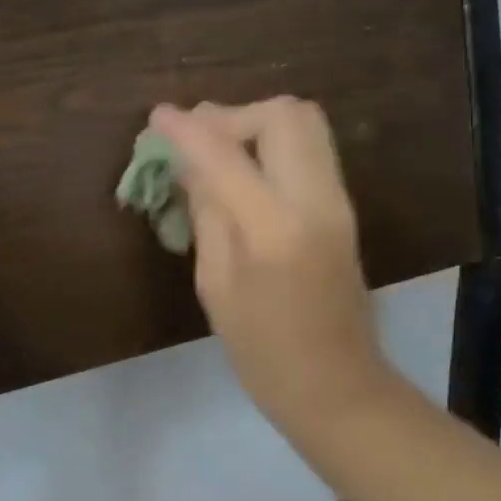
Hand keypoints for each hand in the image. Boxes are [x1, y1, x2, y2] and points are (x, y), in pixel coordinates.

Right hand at [149, 99, 387, 426]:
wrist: (339, 386)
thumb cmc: (263, 351)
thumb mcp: (216, 284)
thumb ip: (207, 212)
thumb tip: (188, 162)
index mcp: (275, 228)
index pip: (225, 154)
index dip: (186, 130)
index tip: (156, 117)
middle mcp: (315, 199)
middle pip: (282, 114)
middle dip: (232, 115)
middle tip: (197, 139)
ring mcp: (338, 199)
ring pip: (303, 122)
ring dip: (256, 123)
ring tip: (218, 150)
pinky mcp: (343, 205)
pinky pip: (309, 147)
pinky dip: (273, 142)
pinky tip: (244, 169)